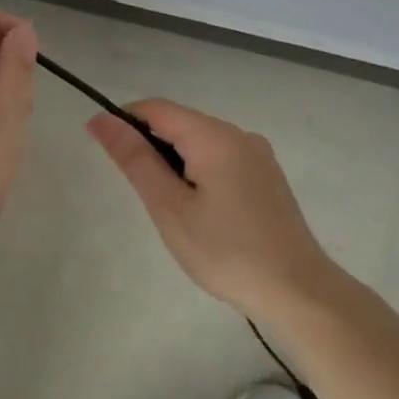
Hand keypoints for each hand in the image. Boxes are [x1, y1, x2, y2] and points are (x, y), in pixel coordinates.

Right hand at [87, 99, 334, 316]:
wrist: (297, 291)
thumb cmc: (225, 251)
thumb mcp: (170, 207)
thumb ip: (135, 159)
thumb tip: (101, 120)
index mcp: (214, 136)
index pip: (157, 108)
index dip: (124, 120)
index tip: (104, 150)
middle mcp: (239, 135)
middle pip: (180, 123)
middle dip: (150, 147)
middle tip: (143, 196)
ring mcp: (258, 156)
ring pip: (201, 143)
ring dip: (174, 163)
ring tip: (171, 210)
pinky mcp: (267, 177)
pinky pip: (221, 160)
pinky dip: (198, 173)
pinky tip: (200, 212)